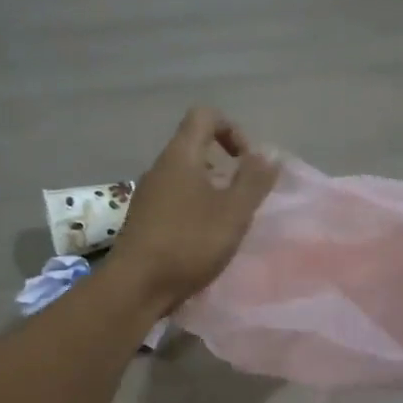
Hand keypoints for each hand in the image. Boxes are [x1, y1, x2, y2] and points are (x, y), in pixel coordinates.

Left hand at [109, 107, 278, 311]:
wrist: (136, 287)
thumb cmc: (189, 243)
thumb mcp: (233, 212)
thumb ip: (253, 180)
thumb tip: (267, 154)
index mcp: (180, 156)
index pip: (205, 115)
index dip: (232, 129)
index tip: (246, 162)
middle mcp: (160, 168)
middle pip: (195, 145)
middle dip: (225, 164)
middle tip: (243, 195)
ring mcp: (148, 194)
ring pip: (186, 175)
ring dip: (212, 189)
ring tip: (227, 220)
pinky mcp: (144, 219)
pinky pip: (175, 198)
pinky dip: (195, 207)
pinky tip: (205, 238)